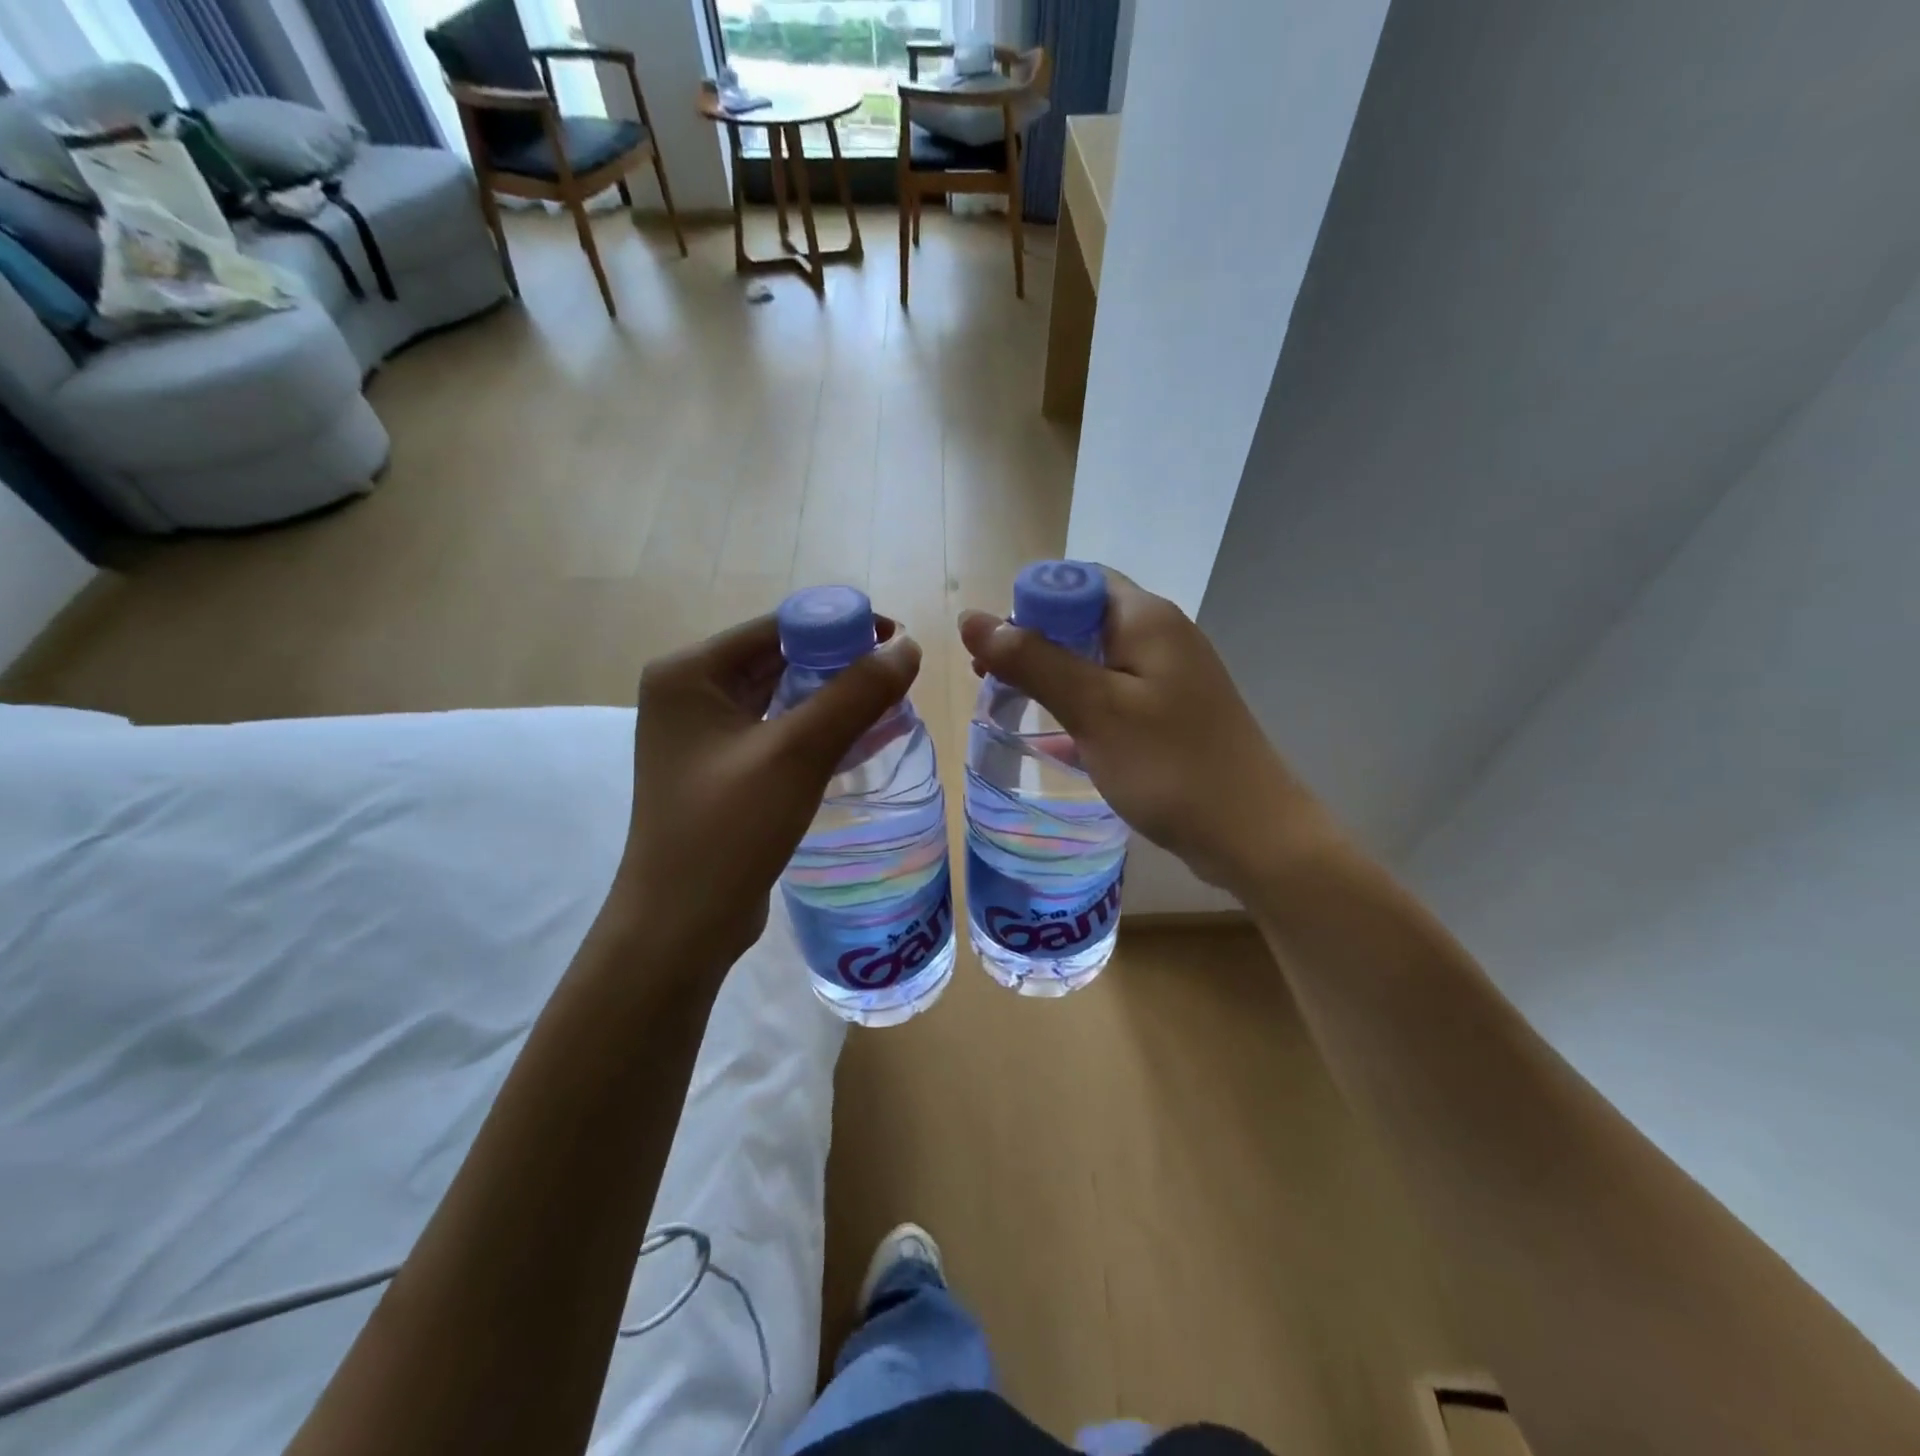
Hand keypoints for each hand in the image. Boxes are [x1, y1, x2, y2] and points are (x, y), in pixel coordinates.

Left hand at [613, 613, 921, 967]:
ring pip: (780, 697)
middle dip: (839, 663)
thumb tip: (907, 647)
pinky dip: (815, 729)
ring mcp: (701, 735)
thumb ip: (854, 695)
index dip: (840, 625)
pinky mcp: (719, 769)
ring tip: (888, 703)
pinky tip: (858, 738)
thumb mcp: (797, 755)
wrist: (681, 926)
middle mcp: (689, 694)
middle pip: (778, 658)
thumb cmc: (729, 832)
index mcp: (689, 674)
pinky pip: (776, 731)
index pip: (776, 627)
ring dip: (831, 697)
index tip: (896, 641)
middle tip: (898, 676)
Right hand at [958, 570, 1331, 895]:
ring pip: (1097, 660)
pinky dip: (1081, 707)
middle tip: (993, 682)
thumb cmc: (1169, 765)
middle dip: (1034, 643)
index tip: (997, 650)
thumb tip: (971, 619)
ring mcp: (1170, 677)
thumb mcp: (1093, 709)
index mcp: (1145, 618)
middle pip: (1084, 618)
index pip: (1076, 581)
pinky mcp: (1172, 714)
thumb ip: (1032, 661)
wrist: (1252, 835)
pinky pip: (1114, 696)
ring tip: (1012, 707)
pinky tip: (1053, 739)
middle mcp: (1162, 635)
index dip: (1029, 605)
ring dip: (1053, 677)